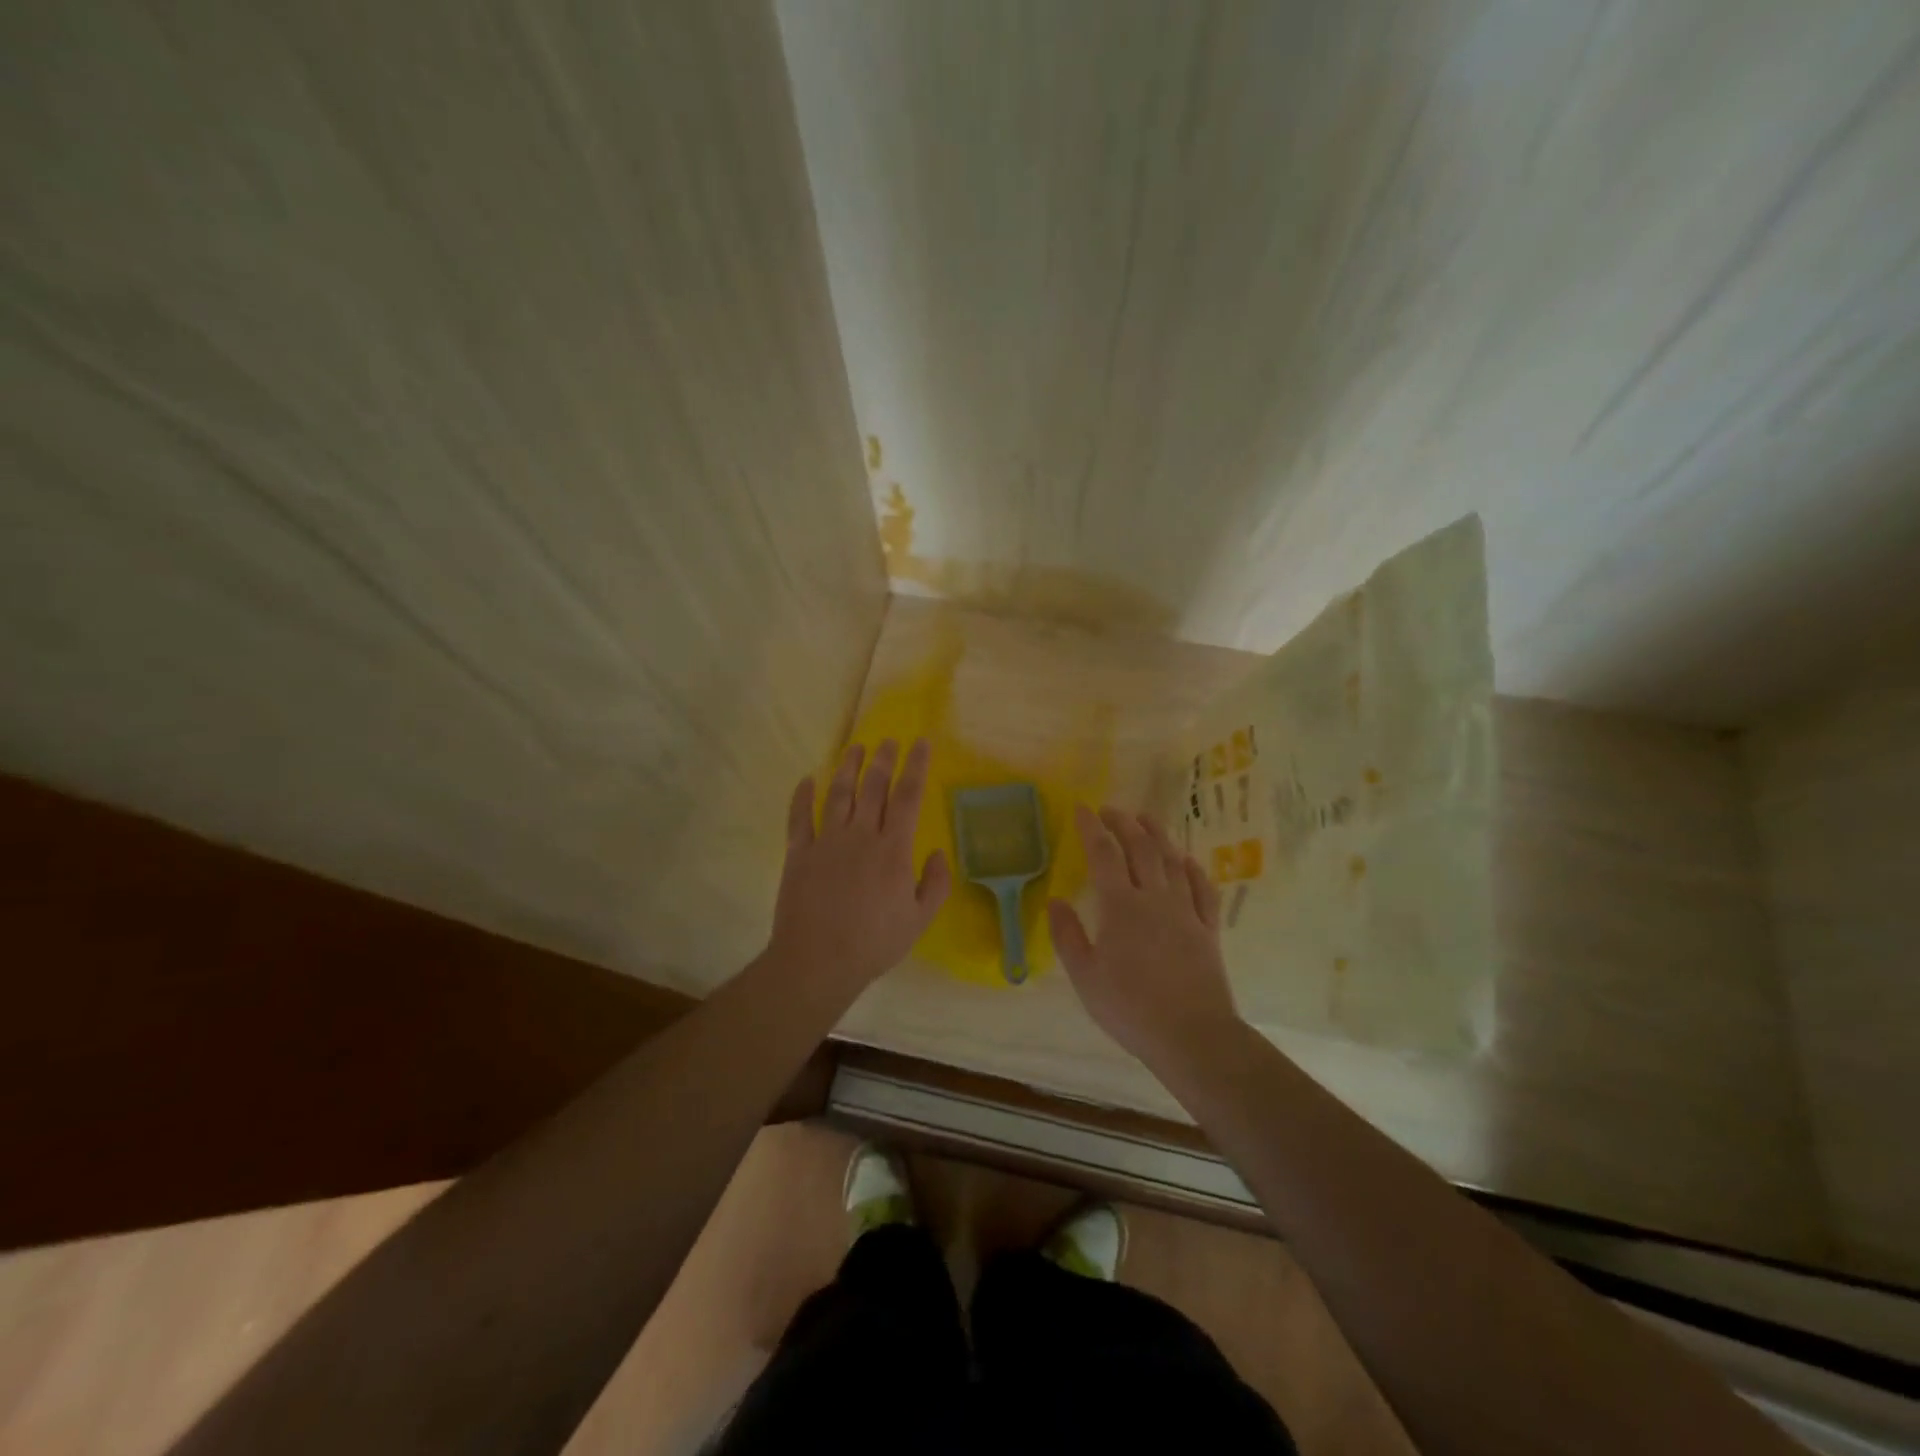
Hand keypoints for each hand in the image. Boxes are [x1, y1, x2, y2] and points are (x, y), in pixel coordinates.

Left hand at [766, 738, 950, 1002]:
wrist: (818, 961)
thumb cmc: (874, 943)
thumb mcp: (919, 919)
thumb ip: (935, 883)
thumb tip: (939, 852)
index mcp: (892, 849)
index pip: (908, 796)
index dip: (915, 766)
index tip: (920, 743)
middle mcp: (860, 835)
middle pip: (873, 787)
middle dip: (883, 759)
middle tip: (888, 741)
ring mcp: (826, 841)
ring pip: (838, 794)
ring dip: (848, 767)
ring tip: (855, 748)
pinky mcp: (798, 853)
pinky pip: (799, 817)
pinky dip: (802, 796)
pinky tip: (807, 780)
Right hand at [1049, 805, 1239, 1069]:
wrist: (1192, 1035)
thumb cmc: (1130, 1008)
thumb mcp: (1085, 976)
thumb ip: (1068, 935)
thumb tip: (1055, 900)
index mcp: (1120, 906)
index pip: (1104, 854)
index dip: (1091, 828)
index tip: (1082, 809)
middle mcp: (1154, 898)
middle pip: (1141, 848)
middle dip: (1124, 823)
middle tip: (1111, 810)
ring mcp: (1185, 911)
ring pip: (1173, 861)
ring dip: (1158, 835)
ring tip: (1146, 819)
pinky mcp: (1208, 929)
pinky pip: (1203, 889)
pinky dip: (1194, 870)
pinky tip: (1187, 861)